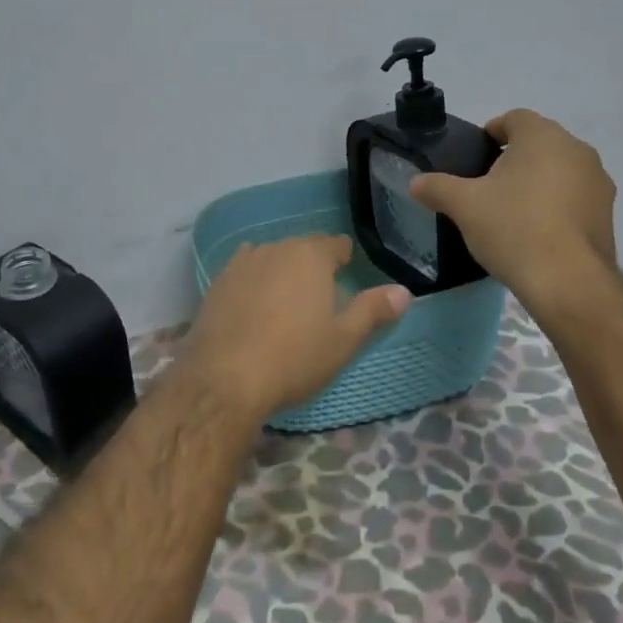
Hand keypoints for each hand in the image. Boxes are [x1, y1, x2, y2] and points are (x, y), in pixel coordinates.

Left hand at [182, 235, 410, 421]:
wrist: (225, 377)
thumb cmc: (294, 357)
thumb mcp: (343, 340)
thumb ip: (373, 310)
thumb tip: (404, 291)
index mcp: (311, 256)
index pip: (335, 244)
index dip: (344, 258)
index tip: (348, 274)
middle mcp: (276, 248)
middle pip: (302, 248)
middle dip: (313, 264)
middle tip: (321, 294)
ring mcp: (242, 263)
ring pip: (271, 257)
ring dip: (282, 270)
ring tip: (288, 299)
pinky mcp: (217, 282)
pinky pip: (245, 271)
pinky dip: (254, 281)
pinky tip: (254, 303)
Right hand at [410, 108, 618, 304]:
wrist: (568, 282)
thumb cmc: (513, 227)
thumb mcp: (463, 206)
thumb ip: (437, 187)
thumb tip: (415, 182)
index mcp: (543, 136)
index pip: (515, 118)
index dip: (492, 132)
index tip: (476, 155)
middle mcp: (577, 150)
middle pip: (539, 144)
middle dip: (514, 159)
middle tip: (488, 185)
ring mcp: (598, 183)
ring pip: (560, 171)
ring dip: (538, 182)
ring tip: (512, 212)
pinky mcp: (608, 215)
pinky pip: (575, 198)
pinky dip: (556, 207)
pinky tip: (537, 233)